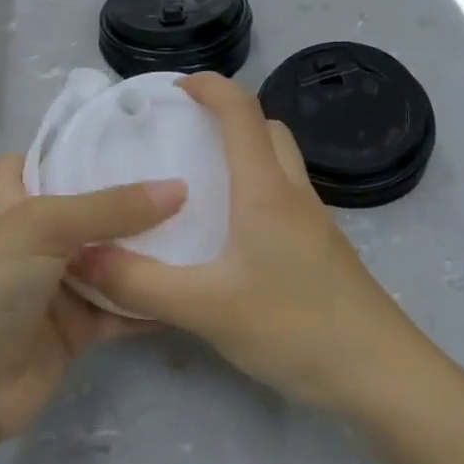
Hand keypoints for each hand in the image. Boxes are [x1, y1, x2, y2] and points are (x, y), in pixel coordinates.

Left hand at [0, 154, 185, 444]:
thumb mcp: (42, 227)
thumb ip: (110, 207)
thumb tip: (179, 187)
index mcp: (11, 197)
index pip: (50, 156)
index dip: (88, 146)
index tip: (145, 135)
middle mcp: (35, 234)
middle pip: (93, 208)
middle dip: (137, 198)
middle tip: (197, 176)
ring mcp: (56, 282)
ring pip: (113, 258)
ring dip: (152, 249)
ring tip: (212, 225)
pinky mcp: (76, 328)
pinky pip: (122, 307)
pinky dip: (151, 300)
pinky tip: (195, 284)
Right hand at [73, 74, 420, 411]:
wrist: (382, 376)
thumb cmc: (296, 328)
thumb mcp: (206, 309)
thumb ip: (140, 284)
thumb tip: (81, 257)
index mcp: (266, 190)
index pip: (241, 111)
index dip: (209, 86)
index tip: (171, 90)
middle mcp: (293, 194)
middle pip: (266, 129)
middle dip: (226, 116)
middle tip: (183, 135)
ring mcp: (313, 222)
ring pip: (279, 163)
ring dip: (244, 153)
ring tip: (199, 182)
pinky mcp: (321, 250)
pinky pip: (284, 197)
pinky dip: (255, 189)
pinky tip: (229, 234)